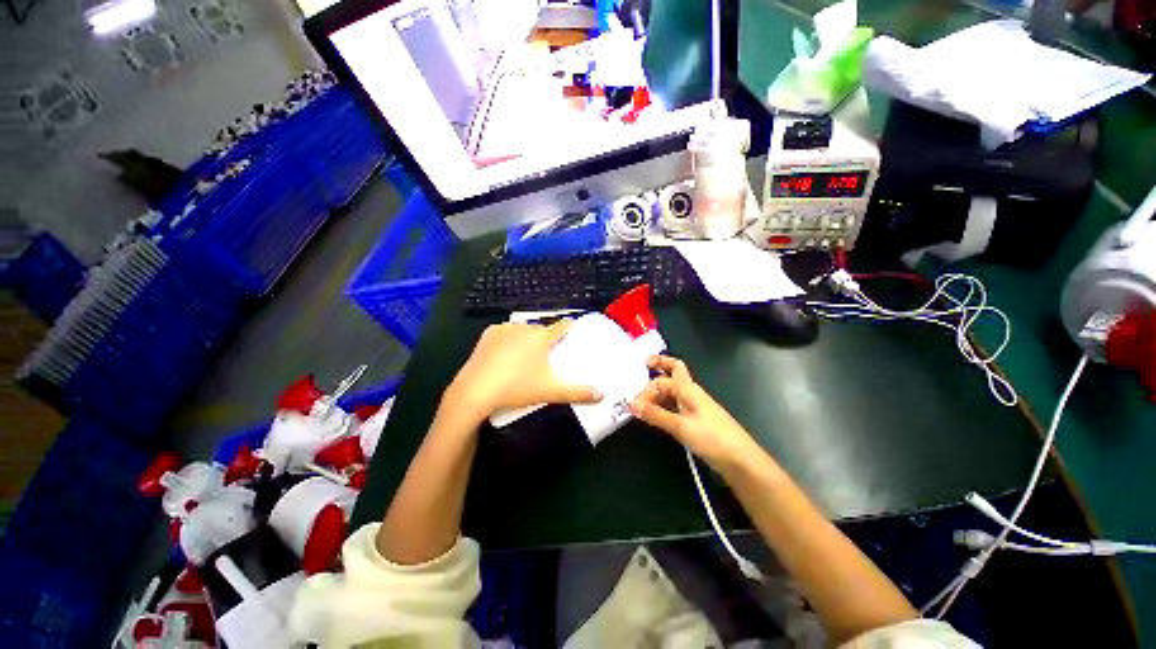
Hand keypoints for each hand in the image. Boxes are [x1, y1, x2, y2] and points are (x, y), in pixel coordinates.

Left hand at [444, 321, 601, 420]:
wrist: (475, 392)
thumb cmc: (517, 388)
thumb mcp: (550, 392)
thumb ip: (577, 392)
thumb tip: (601, 395)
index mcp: (541, 337)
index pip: (562, 326)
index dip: (569, 328)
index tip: (573, 332)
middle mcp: (524, 327)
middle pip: (542, 330)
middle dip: (546, 340)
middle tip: (546, 357)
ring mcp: (504, 329)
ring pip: (523, 331)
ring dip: (527, 339)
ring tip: (524, 359)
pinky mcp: (488, 334)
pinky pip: (505, 333)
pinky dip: (509, 340)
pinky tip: (506, 355)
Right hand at [630, 355, 760, 468]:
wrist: (742, 462)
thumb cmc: (713, 439)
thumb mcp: (681, 427)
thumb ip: (656, 415)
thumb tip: (632, 404)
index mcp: (688, 389)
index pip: (663, 378)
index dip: (647, 387)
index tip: (633, 402)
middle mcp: (691, 393)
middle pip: (672, 374)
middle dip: (658, 370)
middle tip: (642, 369)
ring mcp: (695, 406)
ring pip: (673, 391)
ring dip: (658, 392)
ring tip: (641, 401)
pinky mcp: (697, 420)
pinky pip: (676, 405)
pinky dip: (664, 406)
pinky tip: (656, 415)